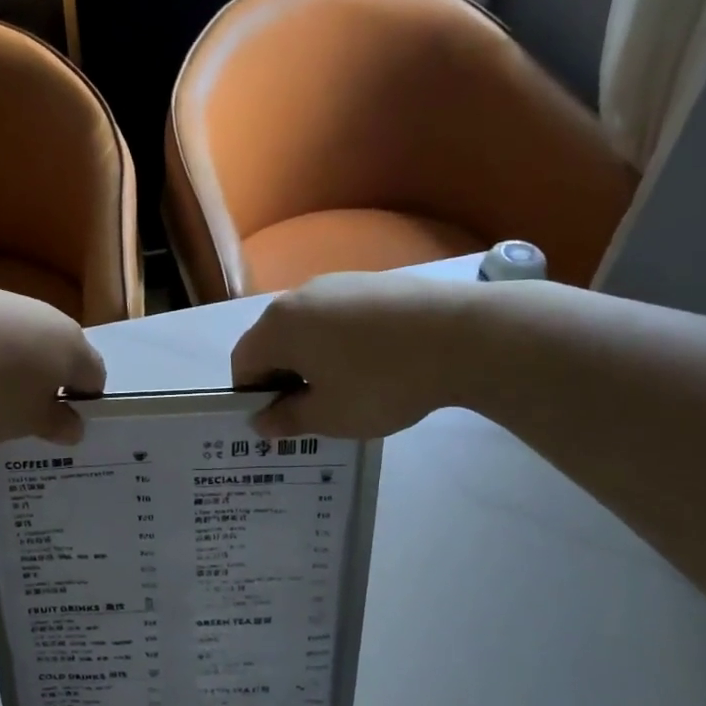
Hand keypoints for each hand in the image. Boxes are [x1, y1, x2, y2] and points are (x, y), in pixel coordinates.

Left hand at [0, 279, 104, 444]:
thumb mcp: (25, 423)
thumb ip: (56, 425)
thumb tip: (75, 425)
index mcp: (73, 348)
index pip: (95, 379)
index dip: (82, 405)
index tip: (58, 427)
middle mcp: (48, 317)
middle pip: (59, 356)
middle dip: (46, 386)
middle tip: (22, 418)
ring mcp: (7, 302)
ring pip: (23, 343)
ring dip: (13, 370)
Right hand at [232, 273, 470, 438]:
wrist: (462, 337)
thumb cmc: (381, 382)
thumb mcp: (329, 415)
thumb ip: (287, 419)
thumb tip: (260, 421)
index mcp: (278, 326)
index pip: (243, 364)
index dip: (254, 398)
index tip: (282, 422)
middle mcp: (300, 295)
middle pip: (274, 343)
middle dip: (284, 379)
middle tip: (313, 412)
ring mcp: (339, 283)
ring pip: (309, 330)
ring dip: (313, 362)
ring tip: (348, 390)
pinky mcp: (373, 283)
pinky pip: (340, 319)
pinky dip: (342, 344)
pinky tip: (375, 366)